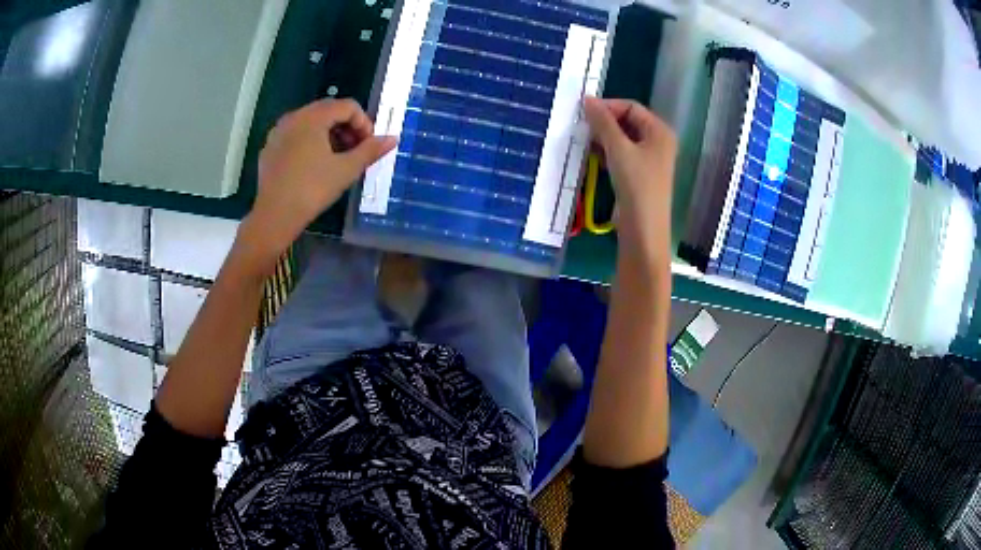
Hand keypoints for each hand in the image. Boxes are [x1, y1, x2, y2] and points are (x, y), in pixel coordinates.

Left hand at [236, 99, 396, 272]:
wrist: (274, 216)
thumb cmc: (312, 189)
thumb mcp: (346, 170)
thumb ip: (370, 150)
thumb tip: (393, 139)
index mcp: (313, 117)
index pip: (347, 106)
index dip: (364, 123)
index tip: (368, 146)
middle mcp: (294, 117)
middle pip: (328, 110)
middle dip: (347, 128)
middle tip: (355, 151)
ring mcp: (278, 132)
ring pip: (310, 122)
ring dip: (329, 134)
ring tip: (337, 159)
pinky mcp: (270, 148)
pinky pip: (295, 135)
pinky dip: (310, 142)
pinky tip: (314, 166)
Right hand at [583, 97, 676, 261]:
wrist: (643, 228)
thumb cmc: (636, 184)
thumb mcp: (618, 149)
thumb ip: (603, 122)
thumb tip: (587, 100)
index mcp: (659, 131)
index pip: (631, 107)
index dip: (608, 106)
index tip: (583, 112)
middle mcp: (657, 142)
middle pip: (627, 122)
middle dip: (604, 122)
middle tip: (581, 126)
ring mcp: (649, 159)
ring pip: (622, 139)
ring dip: (603, 137)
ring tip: (583, 140)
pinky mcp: (638, 174)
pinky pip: (621, 154)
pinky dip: (607, 151)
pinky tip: (591, 155)